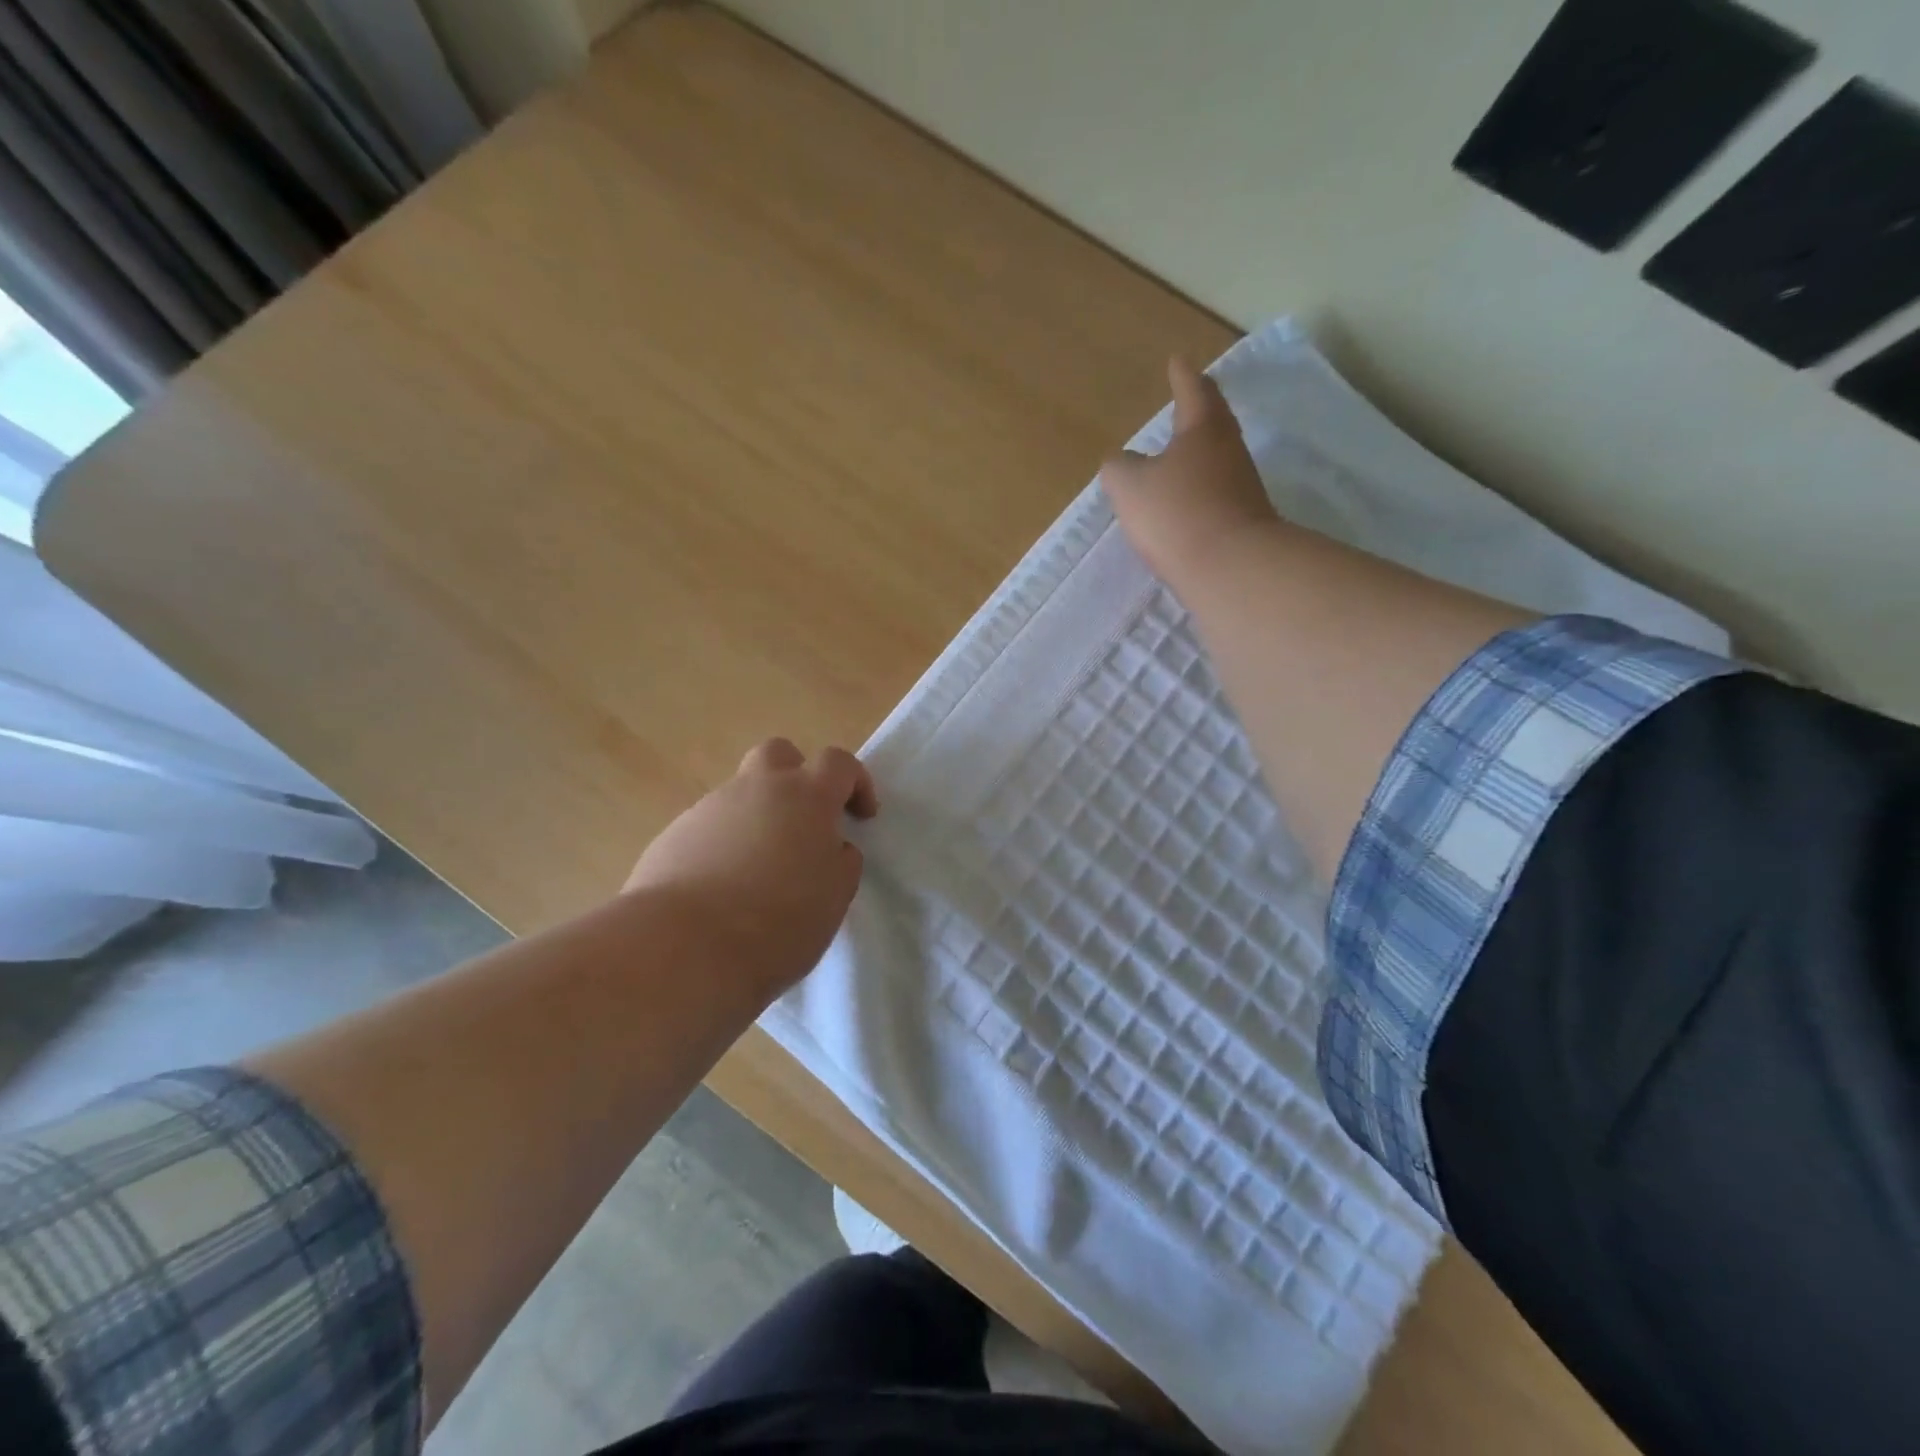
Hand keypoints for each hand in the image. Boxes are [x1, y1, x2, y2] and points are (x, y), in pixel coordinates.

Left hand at [624, 738, 878, 999]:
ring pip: (740, 795)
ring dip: (758, 819)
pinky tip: (722, 890)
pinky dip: (723, 847)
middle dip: (797, 777)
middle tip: (805, 821)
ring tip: (760, 872)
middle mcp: (756, 789)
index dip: (856, 782)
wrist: (683, 947)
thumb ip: (841, 862)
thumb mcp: (834, 897)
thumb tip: (833, 848)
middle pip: (779, 754)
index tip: (861, 817)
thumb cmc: (778, 922)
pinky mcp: (672, 836)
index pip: (839, 763)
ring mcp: (709, 809)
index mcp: (806, 797)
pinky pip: (709, 829)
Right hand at [1101, 355, 1281, 586]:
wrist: (1231, 568)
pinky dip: (1201, 491)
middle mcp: (1229, 451)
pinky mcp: (1244, 521)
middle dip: (1199, 410)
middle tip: (1187, 400)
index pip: (1192, 392)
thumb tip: (1121, 463)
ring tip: (1179, 456)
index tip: (1177, 361)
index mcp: (1202, 430)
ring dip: (1200, 454)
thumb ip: (1119, 468)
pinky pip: (1218, 494)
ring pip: (1218, 458)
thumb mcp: (1129, 487)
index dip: (1182, 377)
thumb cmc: (1177, 514)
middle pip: (1215, 422)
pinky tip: (1186, 504)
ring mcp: (1242, 487)